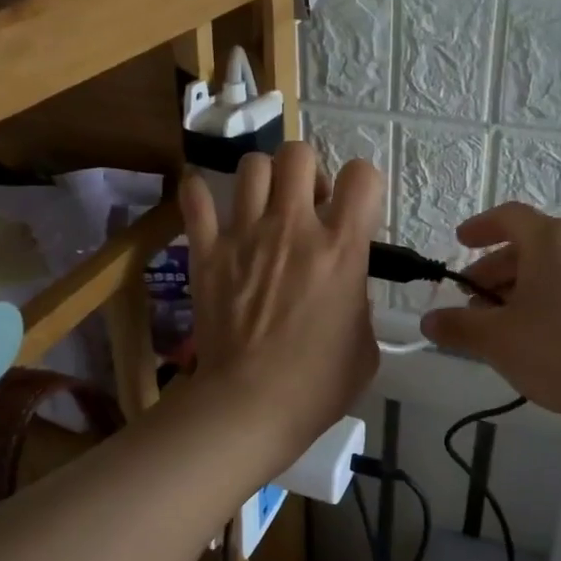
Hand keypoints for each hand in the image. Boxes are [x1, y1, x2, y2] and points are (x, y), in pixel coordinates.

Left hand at [181, 143, 382, 467]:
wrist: (250, 406)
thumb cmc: (318, 384)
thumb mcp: (365, 344)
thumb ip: (360, 302)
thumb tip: (348, 289)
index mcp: (341, 248)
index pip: (363, 176)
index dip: (364, 184)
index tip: (354, 209)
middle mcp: (294, 227)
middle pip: (299, 154)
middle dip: (307, 170)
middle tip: (306, 203)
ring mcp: (245, 235)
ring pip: (251, 166)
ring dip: (263, 179)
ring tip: (263, 206)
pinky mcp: (207, 252)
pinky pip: (195, 200)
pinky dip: (200, 194)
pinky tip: (209, 206)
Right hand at [420, 203, 560, 426]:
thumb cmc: (559, 350)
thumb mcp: (497, 339)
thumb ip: (457, 326)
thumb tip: (428, 321)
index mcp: (552, 239)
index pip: (509, 217)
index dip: (480, 227)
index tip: (460, 242)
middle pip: (529, 246)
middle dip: (494, 271)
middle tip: (471, 302)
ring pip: (552, 271)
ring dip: (519, 290)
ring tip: (500, 326)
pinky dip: (547, 301)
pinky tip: (536, 338)